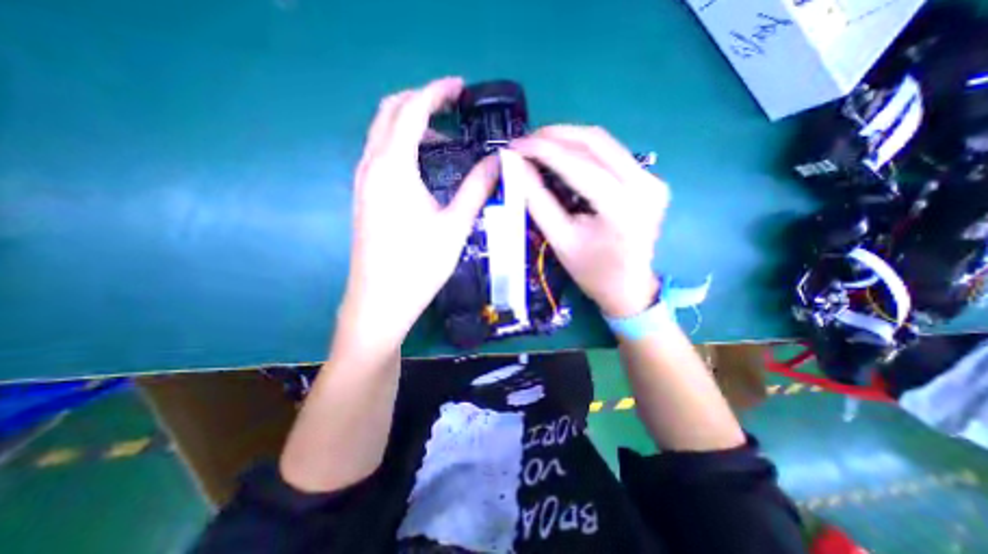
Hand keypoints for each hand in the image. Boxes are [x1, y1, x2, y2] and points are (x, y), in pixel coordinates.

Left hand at [336, 75, 498, 353]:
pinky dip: (402, 146)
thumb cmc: (419, 266)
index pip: (412, 110)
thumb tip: (500, 162)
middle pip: (390, 113)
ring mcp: (363, 182)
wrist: (380, 301)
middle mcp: (371, 166)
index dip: (437, 92)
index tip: (461, 88)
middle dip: (421, 101)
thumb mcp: (455, 226)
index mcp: (393, 167)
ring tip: (445, 138)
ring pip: (382, 134)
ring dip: (411, 125)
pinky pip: (381, 155)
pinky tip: (425, 166)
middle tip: (453, 108)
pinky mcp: (364, 197)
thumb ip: (477, 188)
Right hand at [514, 124, 666, 317]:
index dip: (543, 150)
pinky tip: (563, 155)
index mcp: (621, 207)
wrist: (628, 288)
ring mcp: (653, 179)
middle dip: (555, 136)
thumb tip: (516, 166)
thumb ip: (537, 200)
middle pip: (595, 142)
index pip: (578, 164)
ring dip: (568, 139)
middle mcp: (645, 185)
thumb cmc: (591, 271)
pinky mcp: (651, 180)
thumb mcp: (559, 239)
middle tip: (526, 140)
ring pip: (604, 143)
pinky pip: (612, 154)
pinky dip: (584, 150)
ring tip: (540, 145)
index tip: (515, 144)